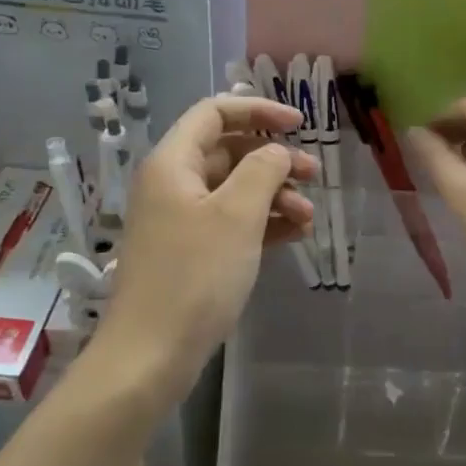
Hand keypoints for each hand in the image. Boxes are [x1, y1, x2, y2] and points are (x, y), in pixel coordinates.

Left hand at [102, 96, 315, 373]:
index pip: (215, 113)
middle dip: (274, 159)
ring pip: (234, 190)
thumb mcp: (237, 215)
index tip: (300, 125)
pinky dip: (262, 223)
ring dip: (274, 195)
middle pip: (228, 152)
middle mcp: (173, 185)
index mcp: (173, 164)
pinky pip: (231, 223)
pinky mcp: (191, 253)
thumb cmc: (195, 275)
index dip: (258, 111)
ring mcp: (180, 221)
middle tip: (313, 175)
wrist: (151, 354)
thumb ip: (263, 170)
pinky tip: (295, 234)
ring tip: (309, 216)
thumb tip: (276, 152)